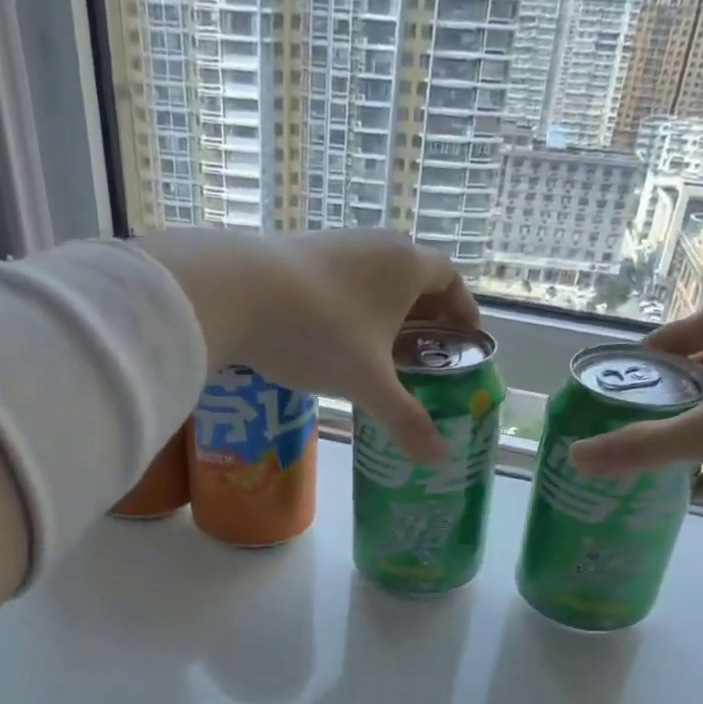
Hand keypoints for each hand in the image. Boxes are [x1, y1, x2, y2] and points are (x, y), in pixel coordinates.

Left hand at [135, 229, 477, 461]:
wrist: (235, 292)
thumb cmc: (319, 333)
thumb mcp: (368, 383)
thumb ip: (406, 419)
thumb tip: (440, 459)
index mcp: (406, 265)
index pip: (450, 278)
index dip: (463, 308)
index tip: (466, 337)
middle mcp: (376, 244)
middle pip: (414, 277)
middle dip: (426, 315)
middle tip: (428, 352)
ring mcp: (335, 244)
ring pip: (375, 277)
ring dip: (386, 310)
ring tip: (384, 351)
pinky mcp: (299, 252)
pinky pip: (342, 280)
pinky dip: (353, 307)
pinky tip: (337, 338)